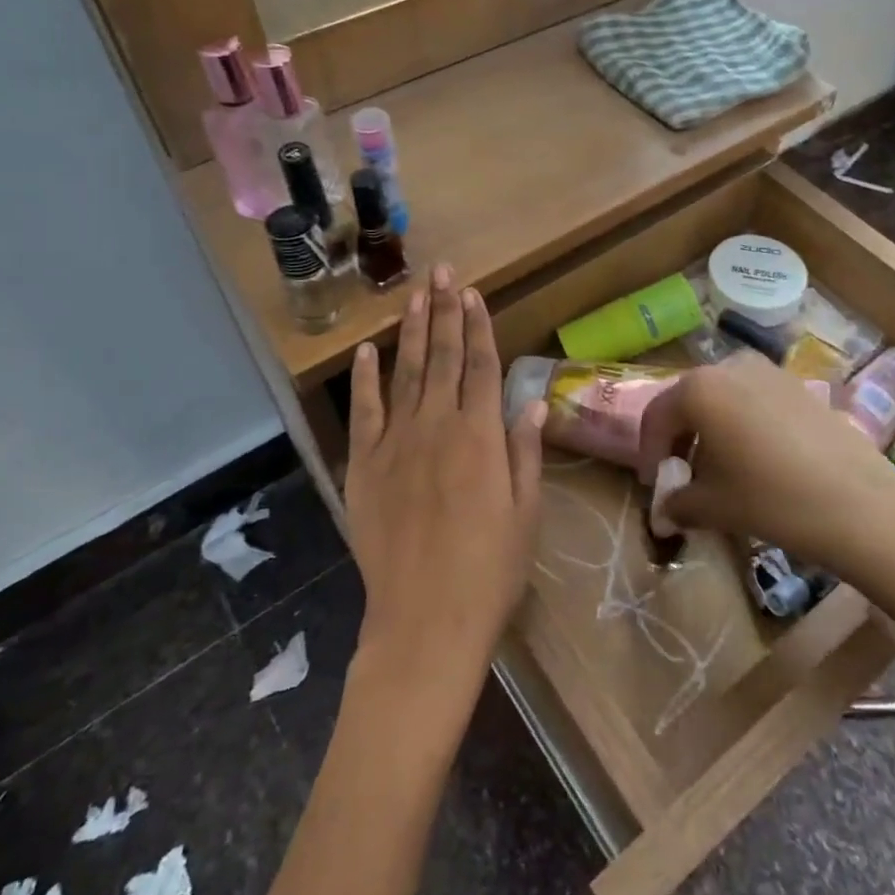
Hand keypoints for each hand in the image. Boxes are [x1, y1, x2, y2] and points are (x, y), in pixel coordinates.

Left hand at [345, 265, 543, 704]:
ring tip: (414, 294)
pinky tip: (368, 350)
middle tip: (442, 272)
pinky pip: (365, 412)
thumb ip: (525, 452)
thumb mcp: (525, 513)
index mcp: (480, 437)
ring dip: (411, 331)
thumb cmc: (489, 572)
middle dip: (444, 311)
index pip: (481, 366)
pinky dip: (366, 379)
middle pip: (442, 357)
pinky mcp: (365, 466)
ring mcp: (396, 443)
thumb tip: (530, 403)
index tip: (472, 292)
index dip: (477, 326)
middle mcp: (437, 426)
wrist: (425, 622)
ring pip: (406, 373)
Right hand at [638, 353, 894, 609]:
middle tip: (683, 476)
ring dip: (713, 431)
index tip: (653, 485)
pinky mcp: (799, 385)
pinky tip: (758, 461)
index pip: (657, 417)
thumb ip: (679, 502)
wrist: (862, 505)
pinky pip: (755, 400)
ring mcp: (768, 371)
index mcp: (698, 388)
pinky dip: (743, 425)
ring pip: (724, 399)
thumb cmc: (772, 499)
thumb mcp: (714, 506)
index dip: (649, 453)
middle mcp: (729, 366)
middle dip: (681, 439)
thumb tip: (665, 511)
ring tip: (721, 471)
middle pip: (690, 402)